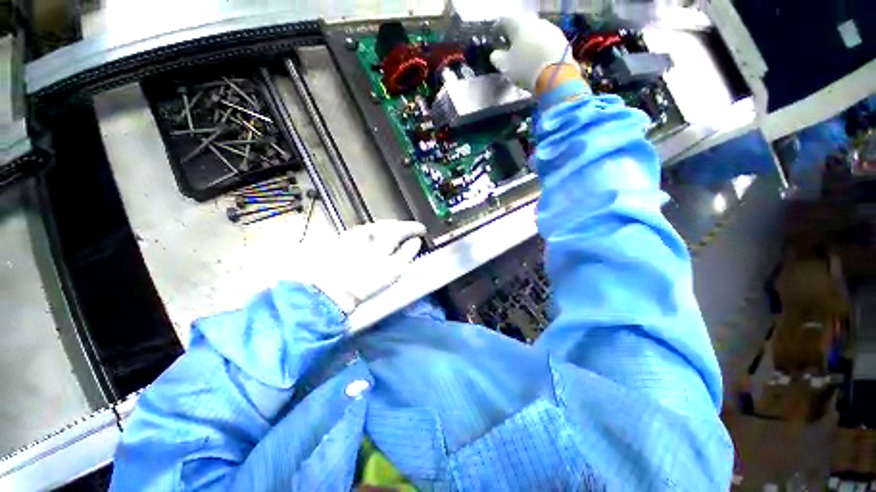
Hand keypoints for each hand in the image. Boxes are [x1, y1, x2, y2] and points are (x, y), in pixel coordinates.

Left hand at [312, 220, 425, 313]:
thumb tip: (416, 241)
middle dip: (401, 226)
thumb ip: (407, 253)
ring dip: (388, 227)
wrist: (333, 290)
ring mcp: (355, 235)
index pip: (403, 228)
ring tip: (394, 233)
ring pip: (376, 226)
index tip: (422, 230)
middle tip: (410, 231)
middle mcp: (369, 232)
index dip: (414, 228)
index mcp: (383, 238)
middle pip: (389, 224)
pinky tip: (374, 237)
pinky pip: (364, 230)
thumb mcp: (393, 270)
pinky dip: (374, 232)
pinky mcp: (344, 241)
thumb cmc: (367, 282)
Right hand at [490, 16, 571, 91]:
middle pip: (523, 26)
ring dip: (531, 42)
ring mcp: (551, 29)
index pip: (506, 21)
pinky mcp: (561, 39)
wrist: (555, 75)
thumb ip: (497, 58)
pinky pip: (547, 41)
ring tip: (527, 55)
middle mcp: (536, 21)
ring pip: (536, 33)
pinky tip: (538, 59)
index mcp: (520, 25)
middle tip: (512, 47)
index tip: (497, 34)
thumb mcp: (506, 67)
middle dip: (517, 35)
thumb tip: (495, 54)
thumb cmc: (526, 69)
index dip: (499, 27)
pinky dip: (541, 48)